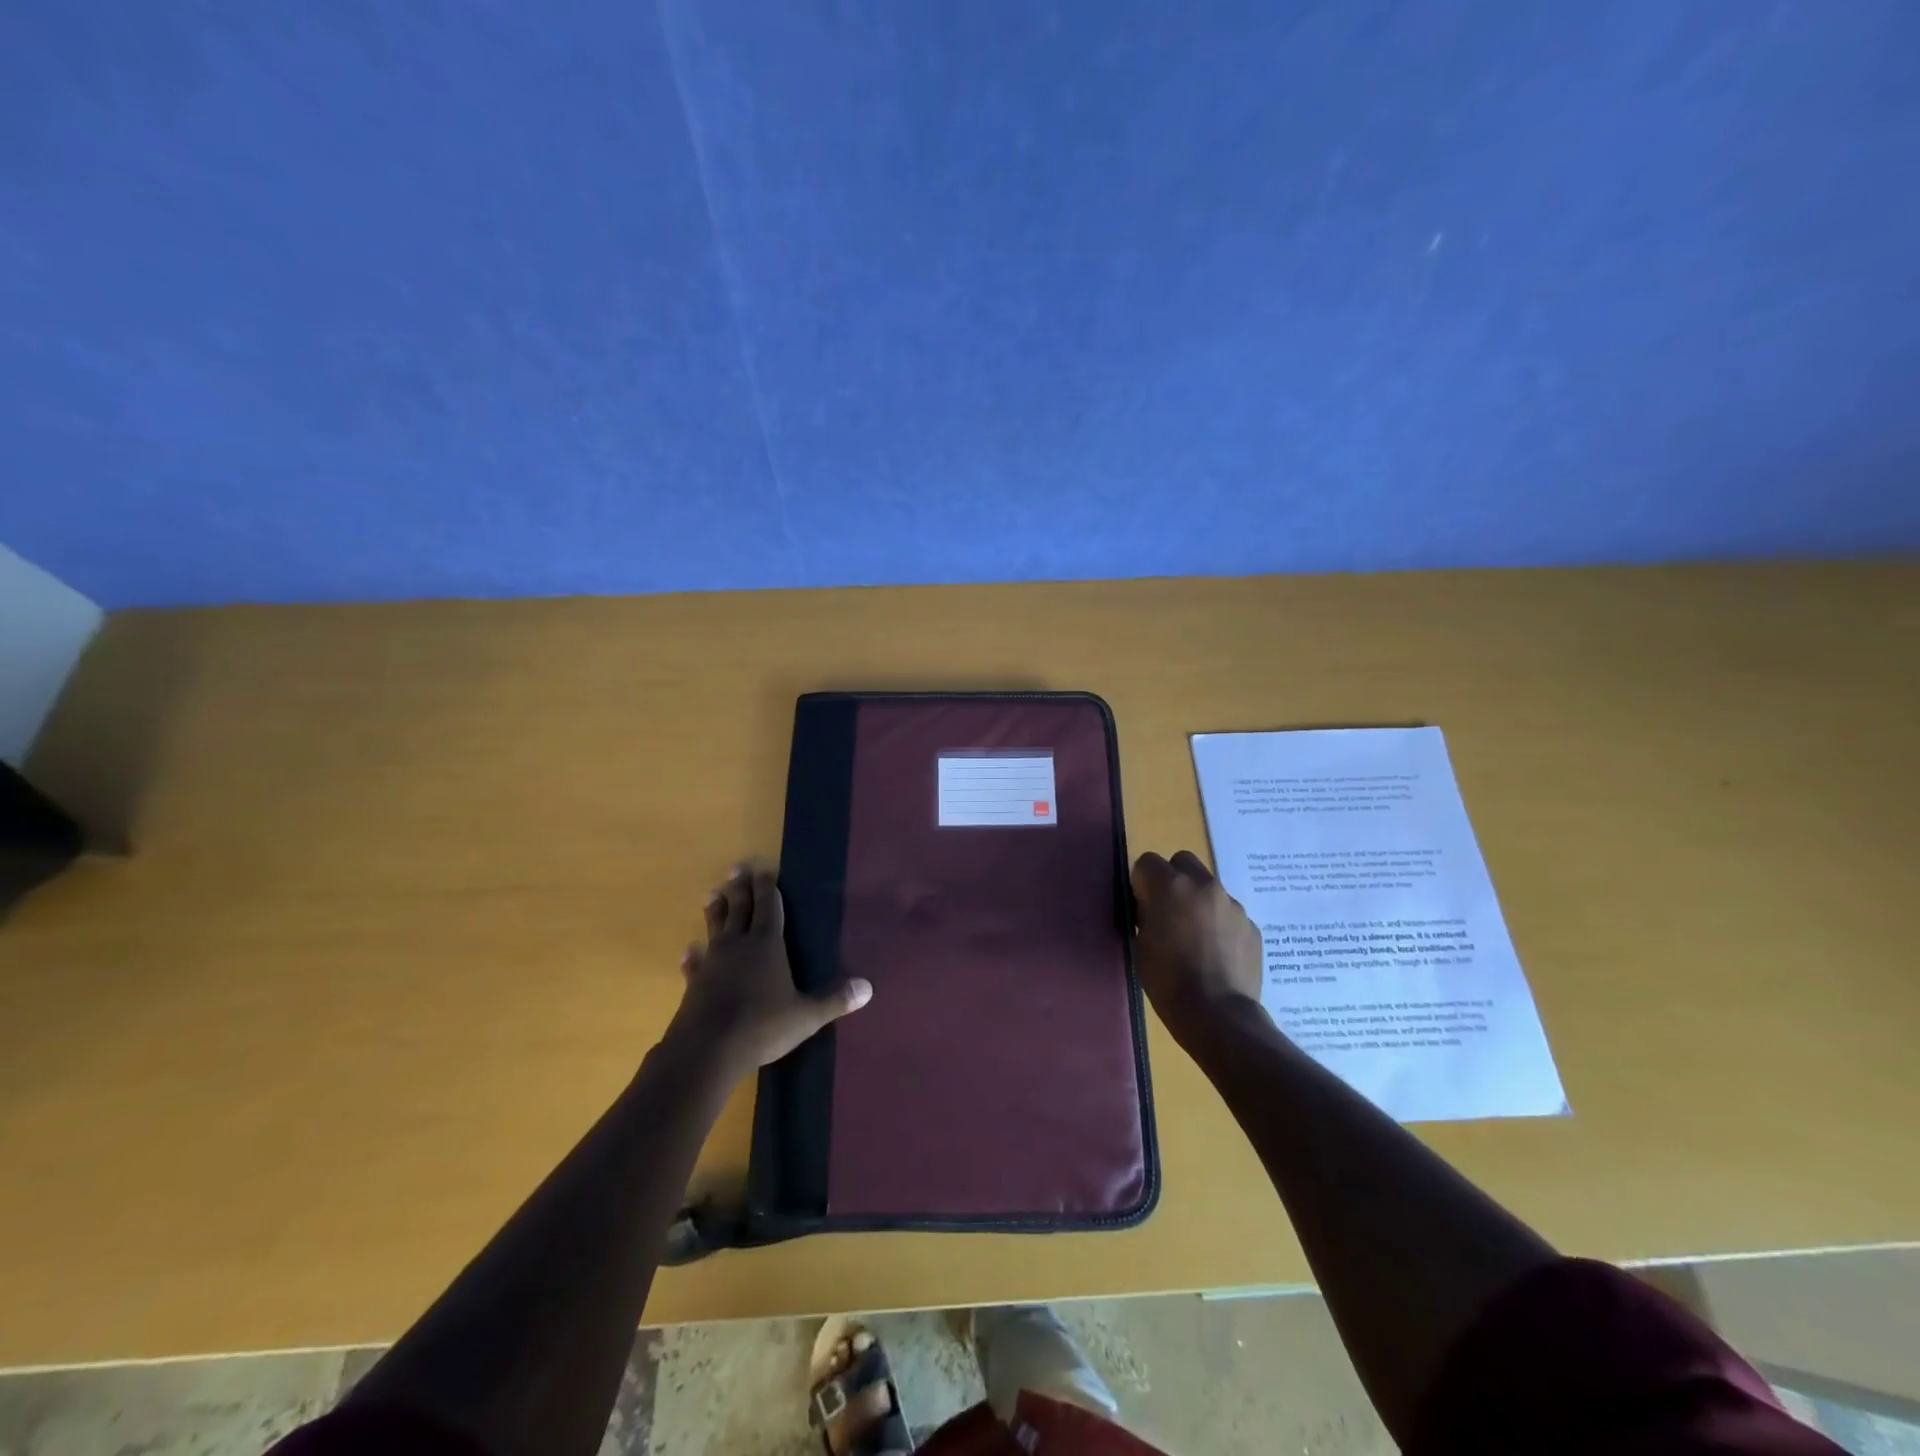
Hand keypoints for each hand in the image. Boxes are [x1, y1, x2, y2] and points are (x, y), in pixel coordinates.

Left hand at [668, 864, 871, 1076]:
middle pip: (740, 909)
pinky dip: (693, 957)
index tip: (764, 870)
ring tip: (712, 894)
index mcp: (768, 944)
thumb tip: (868, 988)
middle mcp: (739, 945)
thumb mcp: (806, 1016)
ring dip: (715, 911)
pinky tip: (689, 953)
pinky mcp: (695, 983)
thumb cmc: (762, 1026)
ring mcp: (714, 962)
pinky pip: (695, 964)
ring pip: (715, 928)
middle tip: (737, 869)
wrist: (707, 1050)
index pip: (769, 907)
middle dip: (741, 888)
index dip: (768, 888)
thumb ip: (834, 1000)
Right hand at [1131, 850, 1266, 1046]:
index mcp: (1170, 886)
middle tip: (1168, 911)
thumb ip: (1147, 914)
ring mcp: (1232, 904)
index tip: (1141, 906)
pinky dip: (1220, 924)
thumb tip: (1153, 907)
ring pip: (1209, 887)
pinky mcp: (1251, 925)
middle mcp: (1203, 885)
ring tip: (1196, 937)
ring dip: (1198, 901)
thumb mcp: (1141, 944)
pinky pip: (1229, 913)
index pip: (1147, 862)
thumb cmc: (1168, 981)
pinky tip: (1217, 953)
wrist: (1218, 1014)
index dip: (1141, 883)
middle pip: (1183, 861)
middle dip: (1173, 879)